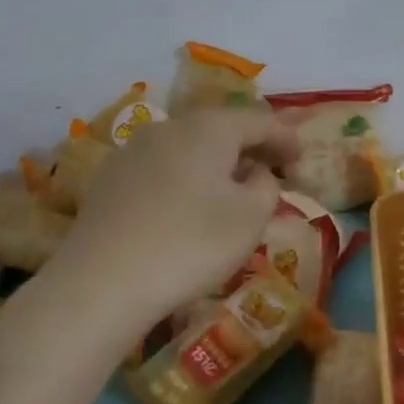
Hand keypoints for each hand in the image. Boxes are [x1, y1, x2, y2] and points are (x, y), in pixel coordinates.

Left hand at [53, 109, 296, 324]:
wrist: (102, 282)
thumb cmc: (191, 244)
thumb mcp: (251, 218)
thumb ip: (266, 186)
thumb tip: (256, 173)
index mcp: (209, 128)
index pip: (258, 120)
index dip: (285, 137)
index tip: (301, 158)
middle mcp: (169, 127)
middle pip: (219, 129)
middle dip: (249, 148)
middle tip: (272, 171)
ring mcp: (132, 151)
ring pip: (187, 148)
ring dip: (215, 164)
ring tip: (230, 191)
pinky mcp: (109, 180)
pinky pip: (160, 169)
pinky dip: (184, 179)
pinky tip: (185, 207)